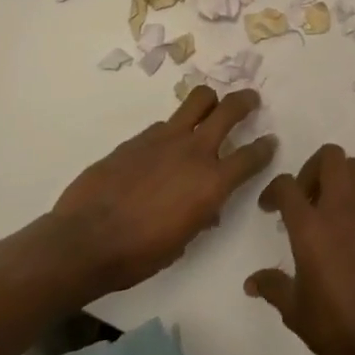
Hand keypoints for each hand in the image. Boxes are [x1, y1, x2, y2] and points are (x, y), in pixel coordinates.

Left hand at [53, 86, 275, 293]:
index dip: (264, 148)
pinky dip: (172, 130)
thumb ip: (200, 215)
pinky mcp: (137, 138)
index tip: (270, 141)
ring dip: (210, 100)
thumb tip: (207, 207)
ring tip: (211, 105)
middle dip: (245, 101)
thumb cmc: (138, 254)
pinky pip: (164, 124)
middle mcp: (194, 152)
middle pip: (229, 109)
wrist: (84, 240)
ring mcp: (164, 139)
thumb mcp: (182, 241)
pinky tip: (163, 147)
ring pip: (197, 100)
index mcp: (212, 183)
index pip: (251, 156)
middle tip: (251, 100)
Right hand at [245, 144, 354, 354]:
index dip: (274, 189)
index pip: (288, 184)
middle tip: (303, 198)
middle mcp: (342, 211)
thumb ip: (273, 287)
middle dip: (312, 167)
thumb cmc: (335, 326)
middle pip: (331, 157)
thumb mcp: (294, 311)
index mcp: (311, 227)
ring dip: (337, 180)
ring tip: (324, 214)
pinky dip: (354, 210)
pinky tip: (347, 244)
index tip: (269, 208)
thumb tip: (252, 282)